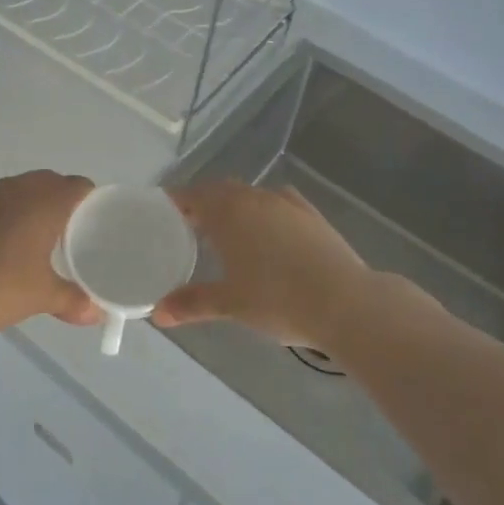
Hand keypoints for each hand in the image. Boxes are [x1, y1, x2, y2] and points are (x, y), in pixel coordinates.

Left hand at [0, 171, 98, 332]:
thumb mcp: (40, 297)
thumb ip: (71, 301)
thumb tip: (96, 314)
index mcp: (44, 203)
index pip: (78, 186)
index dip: (90, 200)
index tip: (95, 222)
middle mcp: (16, 189)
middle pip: (48, 182)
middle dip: (60, 200)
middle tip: (68, 232)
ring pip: (18, 189)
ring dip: (29, 204)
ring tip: (34, 237)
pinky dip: (2, 214)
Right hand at [153, 181, 370, 345]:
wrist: (346, 302)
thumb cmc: (278, 299)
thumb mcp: (230, 304)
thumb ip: (191, 303)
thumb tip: (157, 313)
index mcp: (228, 212)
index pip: (192, 195)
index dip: (175, 202)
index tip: (161, 213)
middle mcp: (255, 198)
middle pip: (221, 191)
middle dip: (203, 204)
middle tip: (189, 226)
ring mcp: (288, 204)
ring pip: (251, 196)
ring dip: (234, 207)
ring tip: (226, 232)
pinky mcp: (312, 215)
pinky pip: (278, 204)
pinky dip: (264, 213)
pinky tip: (269, 233)